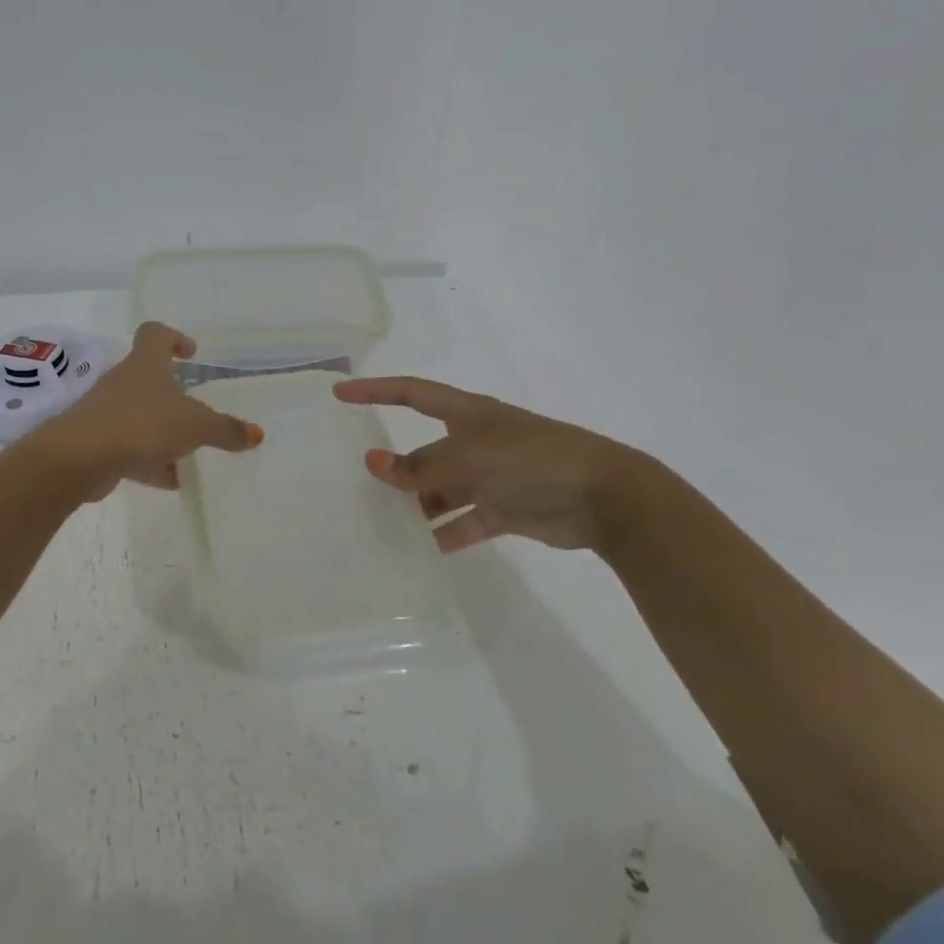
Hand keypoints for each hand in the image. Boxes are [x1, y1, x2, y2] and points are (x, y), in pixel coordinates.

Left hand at [33, 322, 262, 497]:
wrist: (81, 457)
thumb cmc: (143, 424)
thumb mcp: (195, 426)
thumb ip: (226, 429)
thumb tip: (256, 434)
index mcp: (145, 365)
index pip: (155, 334)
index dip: (173, 338)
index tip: (190, 353)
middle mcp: (123, 382)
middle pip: (149, 379)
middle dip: (174, 396)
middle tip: (198, 413)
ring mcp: (107, 412)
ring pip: (141, 417)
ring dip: (163, 433)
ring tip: (190, 455)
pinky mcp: (97, 443)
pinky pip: (130, 448)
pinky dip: (150, 461)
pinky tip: (171, 482)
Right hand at [333, 377, 646, 552]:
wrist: (604, 497)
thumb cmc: (532, 460)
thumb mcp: (470, 458)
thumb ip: (420, 467)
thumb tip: (373, 464)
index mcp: (467, 415)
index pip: (412, 393)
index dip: (375, 390)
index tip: (340, 394)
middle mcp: (475, 442)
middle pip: (423, 452)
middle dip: (395, 466)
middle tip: (357, 484)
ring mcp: (490, 477)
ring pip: (439, 491)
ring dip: (416, 507)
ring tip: (381, 525)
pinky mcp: (504, 510)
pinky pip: (462, 523)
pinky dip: (442, 535)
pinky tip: (418, 552)